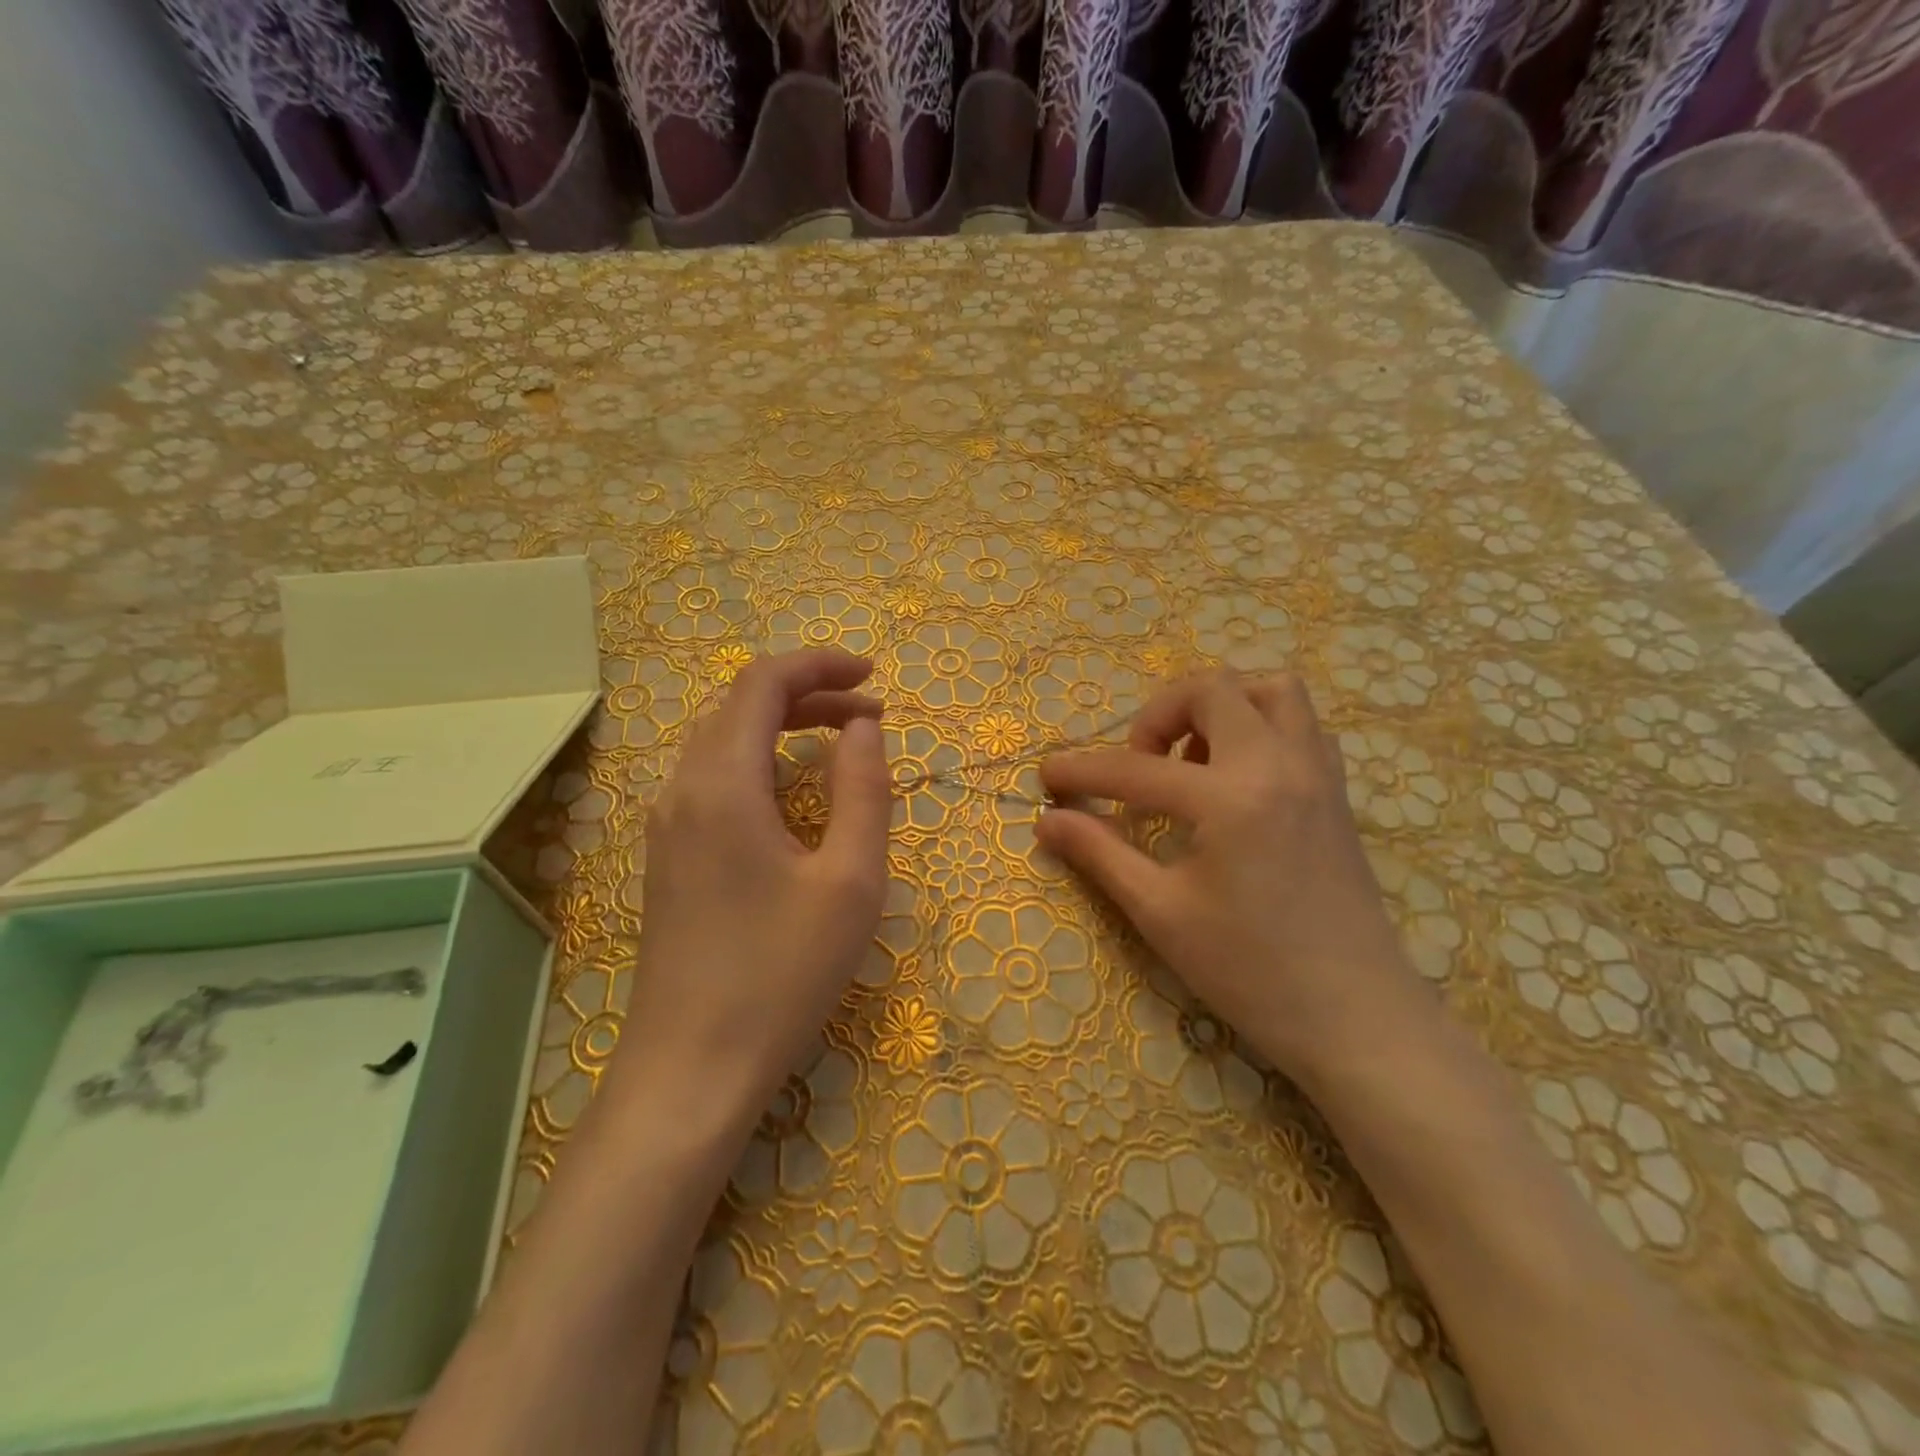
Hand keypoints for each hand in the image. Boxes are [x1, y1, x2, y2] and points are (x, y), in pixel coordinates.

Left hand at [613, 648, 890, 1115]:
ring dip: (781, 726)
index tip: (874, 677)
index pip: (762, 684)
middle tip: (870, 713)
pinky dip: (758, 760)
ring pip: (722, 740)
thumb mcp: (850, 880)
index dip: (819, 666)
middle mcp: (682, 789)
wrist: (691, 1070)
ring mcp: (666, 825)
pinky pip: (711, 778)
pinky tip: (791, 791)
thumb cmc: (781, 975)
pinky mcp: (667, 856)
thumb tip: (862, 728)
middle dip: (808, 693)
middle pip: (739, 706)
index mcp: (723, 783)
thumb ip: (863, 790)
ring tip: (840, 740)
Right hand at [1036, 671, 1429, 1080]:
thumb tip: (1047, 820)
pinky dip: (1262, 726)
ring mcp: (1317, 773)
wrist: (1357, 1018)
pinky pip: (1302, 724)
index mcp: (1231, 798)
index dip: (1082, 770)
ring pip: (1271, 689)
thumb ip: (1101, 853)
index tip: (1047, 776)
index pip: (1136, 768)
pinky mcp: (1337, 792)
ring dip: (1219, 705)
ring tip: (1191, 758)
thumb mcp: (1161, 913)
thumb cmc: (1251, 972)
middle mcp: (1278, 765)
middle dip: (1158, 714)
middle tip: (1138, 764)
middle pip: (1211, 690)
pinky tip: (1238, 775)